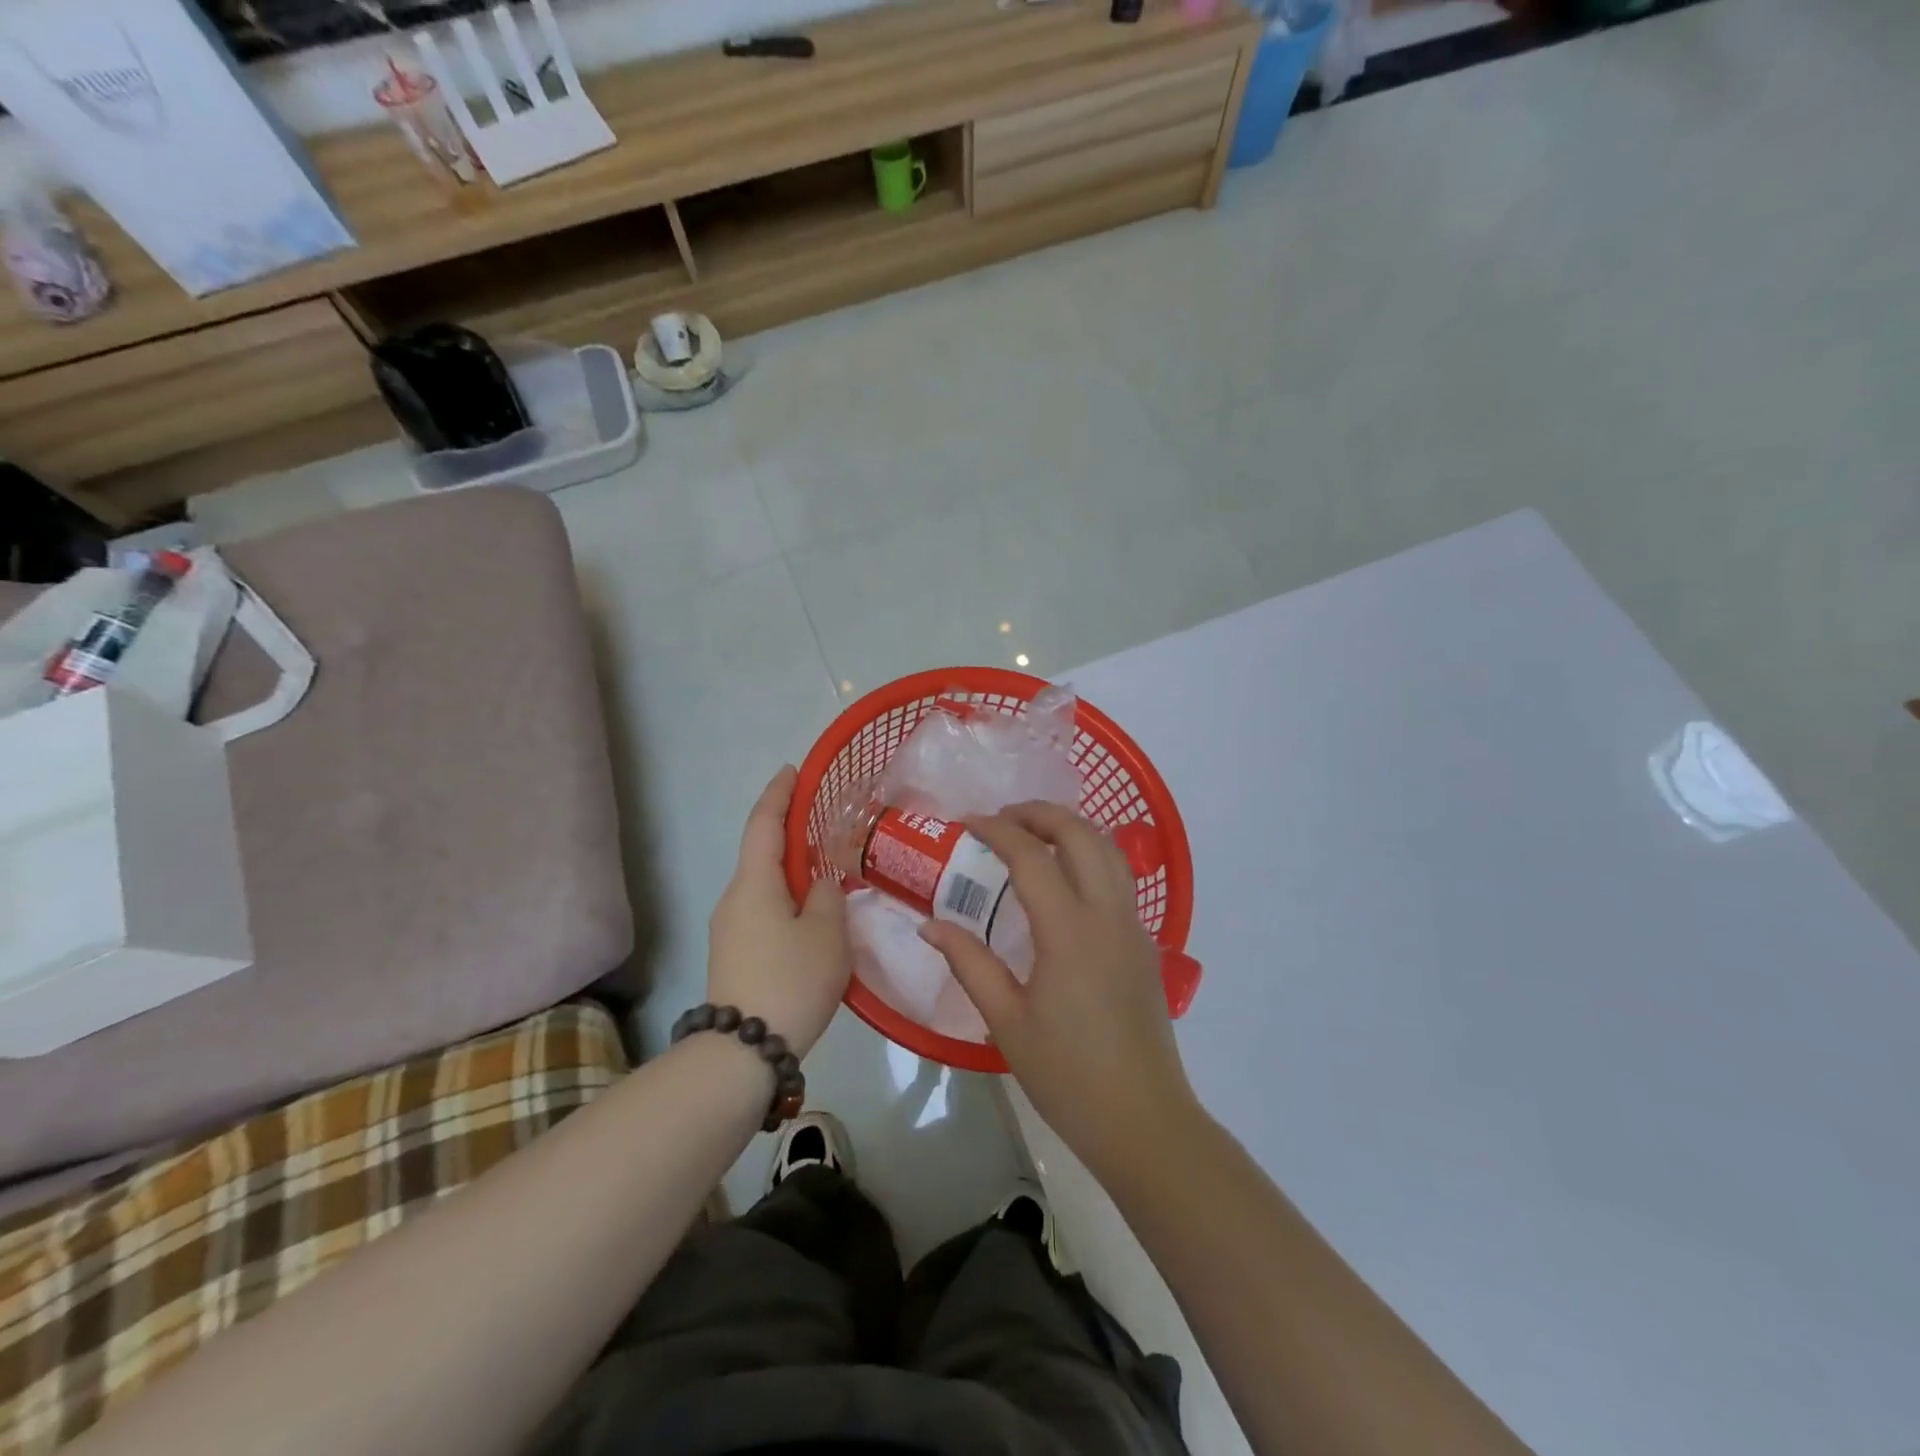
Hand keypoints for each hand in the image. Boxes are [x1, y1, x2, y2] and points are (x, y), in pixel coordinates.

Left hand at [706, 766, 850, 1058]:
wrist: (743, 1052)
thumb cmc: (790, 979)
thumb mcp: (826, 932)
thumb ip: (827, 894)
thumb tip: (818, 882)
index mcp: (754, 883)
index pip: (764, 824)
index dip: (779, 794)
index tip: (793, 771)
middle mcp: (734, 898)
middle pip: (762, 853)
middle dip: (790, 834)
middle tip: (826, 825)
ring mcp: (729, 929)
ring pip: (764, 886)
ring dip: (791, 872)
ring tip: (827, 874)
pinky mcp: (733, 955)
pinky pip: (763, 911)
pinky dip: (786, 899)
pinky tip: (812, 917)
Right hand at [920, 802, 1199, 1183]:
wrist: (1142, 1119)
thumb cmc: (1067, 1074)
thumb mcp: (1006, 1021)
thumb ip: (968, 963)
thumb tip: (929, 924)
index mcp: (1069, 932)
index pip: (1031, 857)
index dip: (997, 831)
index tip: (966, 823)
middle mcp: (1107, 915)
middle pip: (1081, 835)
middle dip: (1040, 814)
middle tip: (1002, 818)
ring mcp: (1133, 926)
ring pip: (1109, 850)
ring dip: (1071, 828)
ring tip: (1033, 834)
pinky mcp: (1145, 943)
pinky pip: (1120, 877)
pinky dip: (1091, 855)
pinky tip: (1065, 877)